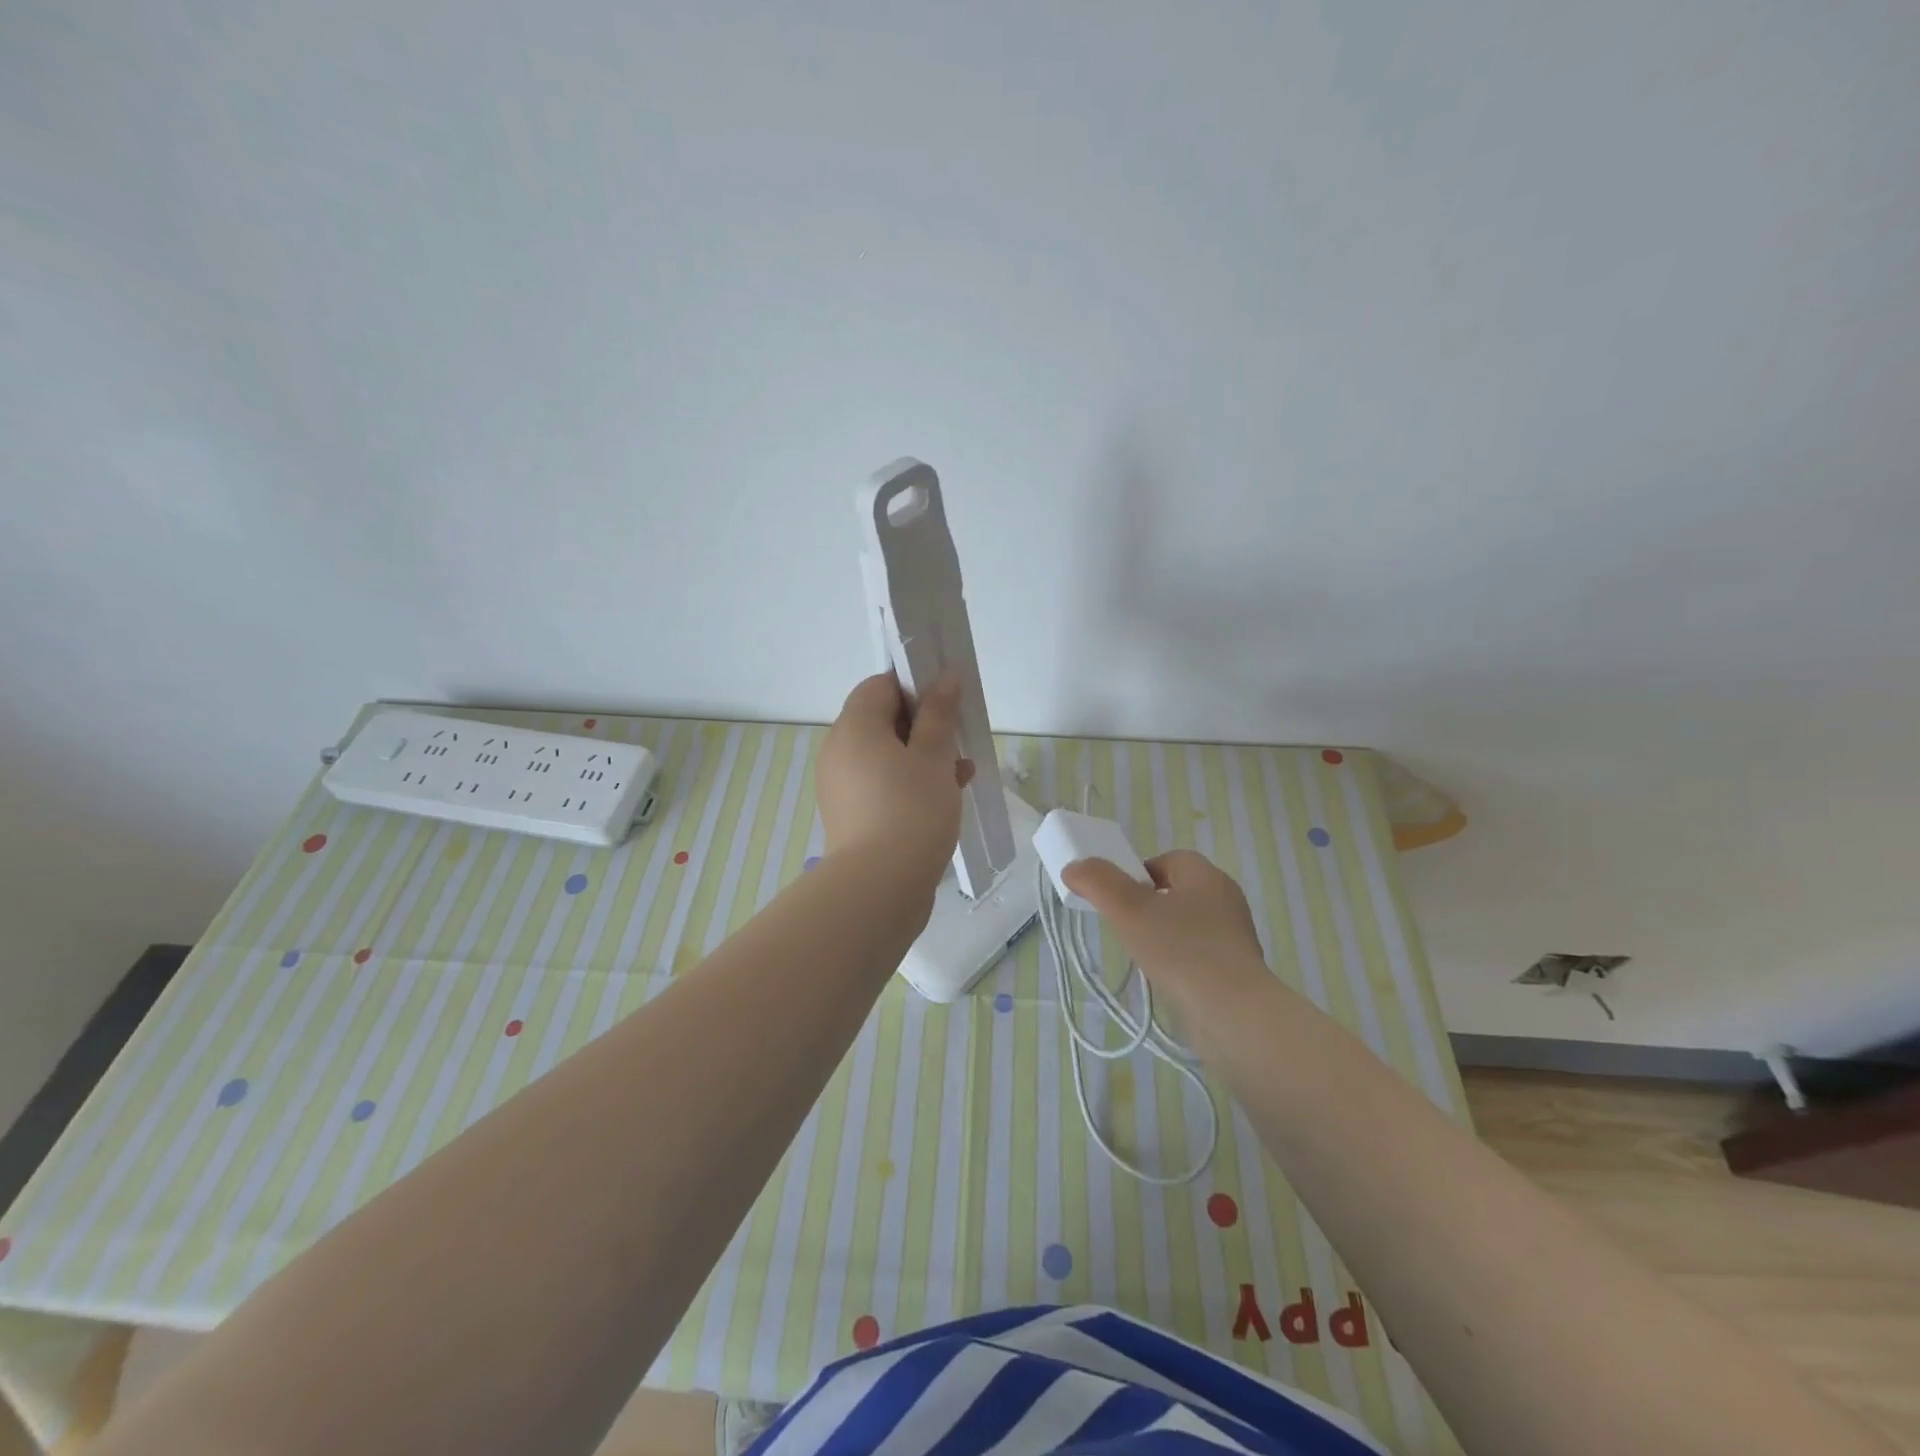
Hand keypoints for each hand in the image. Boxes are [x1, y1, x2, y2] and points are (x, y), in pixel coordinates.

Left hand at [816, 672, 975, 893]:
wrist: (880, 886)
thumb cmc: (911, 809)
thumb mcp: (933, 755)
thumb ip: (939, 712)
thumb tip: (944, 676)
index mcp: (854, 727)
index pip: (880, 686)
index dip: (915, 687)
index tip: (946, 704)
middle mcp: (839, 751)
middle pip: (882, 721)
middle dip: (924, 726)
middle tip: (957, 740)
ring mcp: (842, 786)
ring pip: (887, 756)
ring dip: (923, 757)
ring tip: (961, 772)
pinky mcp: (851, 815)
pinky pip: (882, 785)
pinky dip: (910, 784)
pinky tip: (945, 797)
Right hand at [1062, 850, 1268, 1003]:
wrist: (1234, 1013)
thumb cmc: (1180, 950)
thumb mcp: (1128, 910)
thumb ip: (1098, 882)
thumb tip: (1075, 867)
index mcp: (1205, 875)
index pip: (1167, 860)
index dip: (1137, 874)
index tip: (1118, 900)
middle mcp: (1225, 898)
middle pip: (1176, 891)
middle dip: (1148, 906)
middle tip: (1125, 927)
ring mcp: (1235, 934)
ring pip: (1188, 923)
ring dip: (1164, 934)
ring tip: (1143, 957)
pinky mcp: (1239, 967)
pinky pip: (1201, 951)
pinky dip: (1181, 959)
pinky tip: (1166, 979)